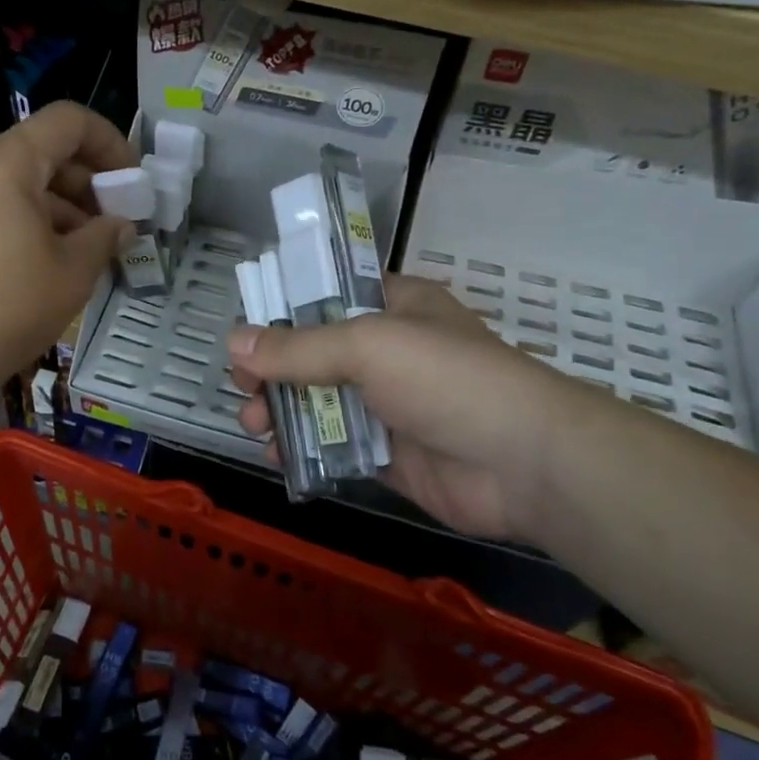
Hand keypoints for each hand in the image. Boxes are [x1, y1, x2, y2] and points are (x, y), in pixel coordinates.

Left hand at [0, 102, 135, 386]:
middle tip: (117, 222)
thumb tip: (122, 226)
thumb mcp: (74, 271)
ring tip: (89, 248)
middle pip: (44, 151)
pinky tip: (50, 260)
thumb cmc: (8, 306)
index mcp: (6, 162)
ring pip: (20, 181)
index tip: (132, 182)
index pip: (69, 121)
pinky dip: (30, 219)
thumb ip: (106, 236)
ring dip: (62, 205)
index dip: (110, 142)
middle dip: (88, 182)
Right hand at [226, 276, 578, 543]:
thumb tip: (233, 341)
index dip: (282, 310)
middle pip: (313, 352)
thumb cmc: (446, 379)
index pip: (326, 296)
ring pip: (319, 400)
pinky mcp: (387, 453)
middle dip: (272, 369)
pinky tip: (277, 455)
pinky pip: (334, 444)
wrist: (524, 464)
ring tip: (254, 423)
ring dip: (281, 409)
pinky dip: (303, 448)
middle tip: (242, 386)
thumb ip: (297, 347)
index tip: (245, 333)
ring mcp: (388, 404)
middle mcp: (387, 351)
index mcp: (392, 307)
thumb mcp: (367, 346)